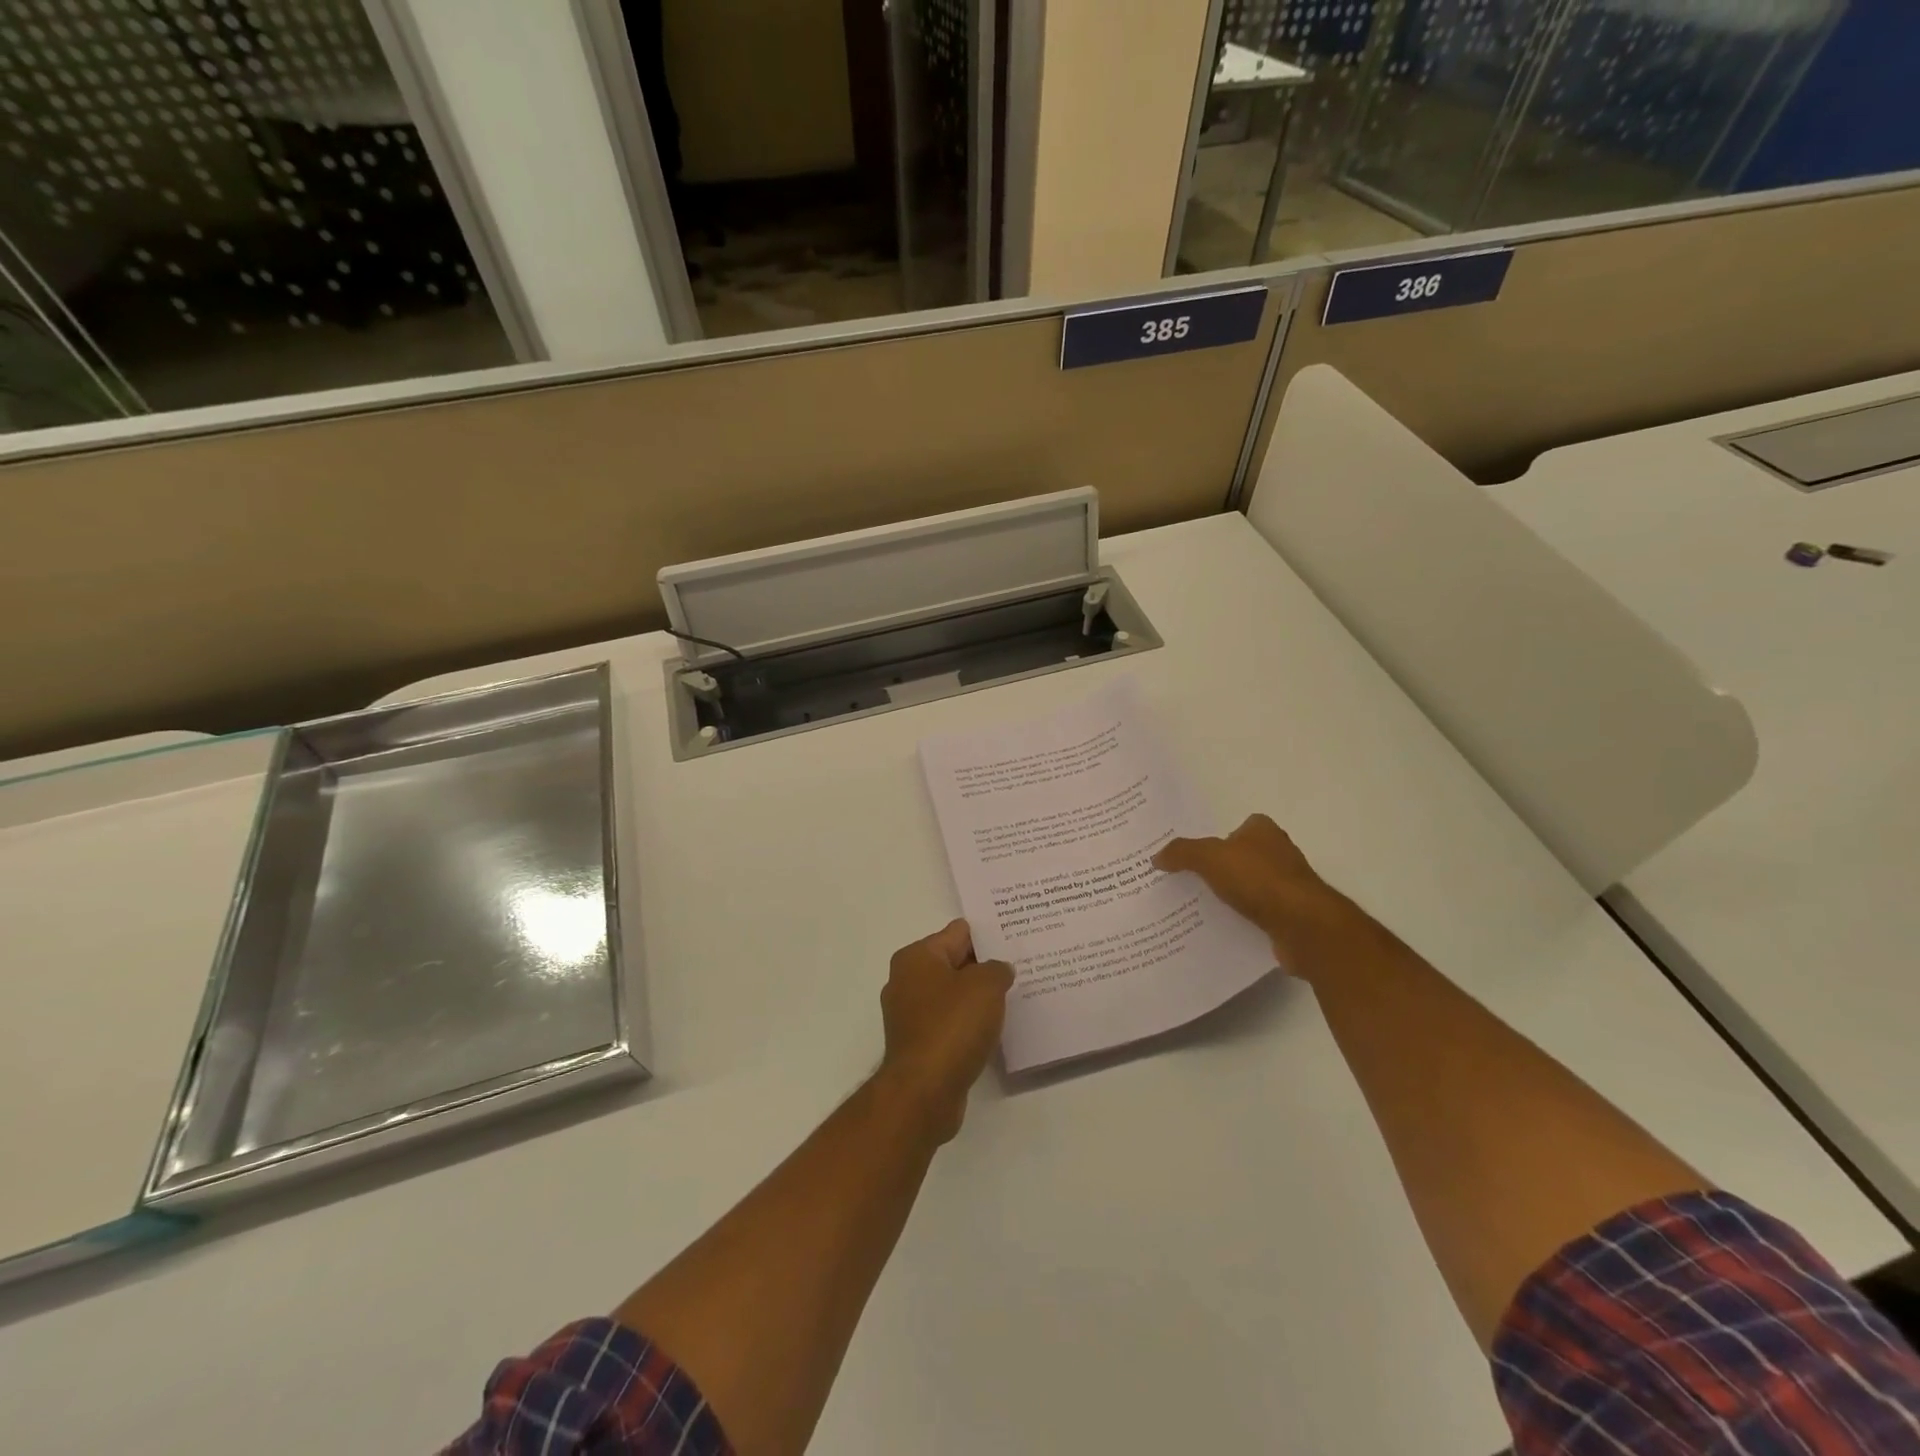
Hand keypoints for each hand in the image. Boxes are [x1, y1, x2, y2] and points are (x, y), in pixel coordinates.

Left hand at [877, 920, 1014, 1143]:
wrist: (924, 1091)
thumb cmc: (952, 1026)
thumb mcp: (986, 985)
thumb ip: (997, 968)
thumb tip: (998, 969)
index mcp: (916, 957)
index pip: (958, 933)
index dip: (987, 935)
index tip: (1014, 938)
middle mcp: (906, 980)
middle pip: (954, 963)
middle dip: (984, 966)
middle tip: (1020, 966)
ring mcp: (909, 1015)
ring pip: (952, 995)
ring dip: (977, 997)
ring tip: (1013, 997)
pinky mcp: (918, 1044)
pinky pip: (950, 1023)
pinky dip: (969, 1023)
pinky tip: (993, 1029)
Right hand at [1153, 814, 1362, 969]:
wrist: (1302, 925)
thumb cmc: (1258, 879)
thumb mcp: (1209, 858)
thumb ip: (1182, 853)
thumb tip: (1157, 857)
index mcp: (1263, 830)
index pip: (1236, 827)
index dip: (1215, 839)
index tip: (1191, 855)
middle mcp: (1279, 853)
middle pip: (1241, 857)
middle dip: (1218, 868)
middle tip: (1185, 880)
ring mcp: (1287, 885)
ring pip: (1248, 886)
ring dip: (1229, 895)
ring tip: (1195, 906)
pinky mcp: (1290, 914)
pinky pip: (1256, 912)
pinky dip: (1241, 918)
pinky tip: (1219, 927)